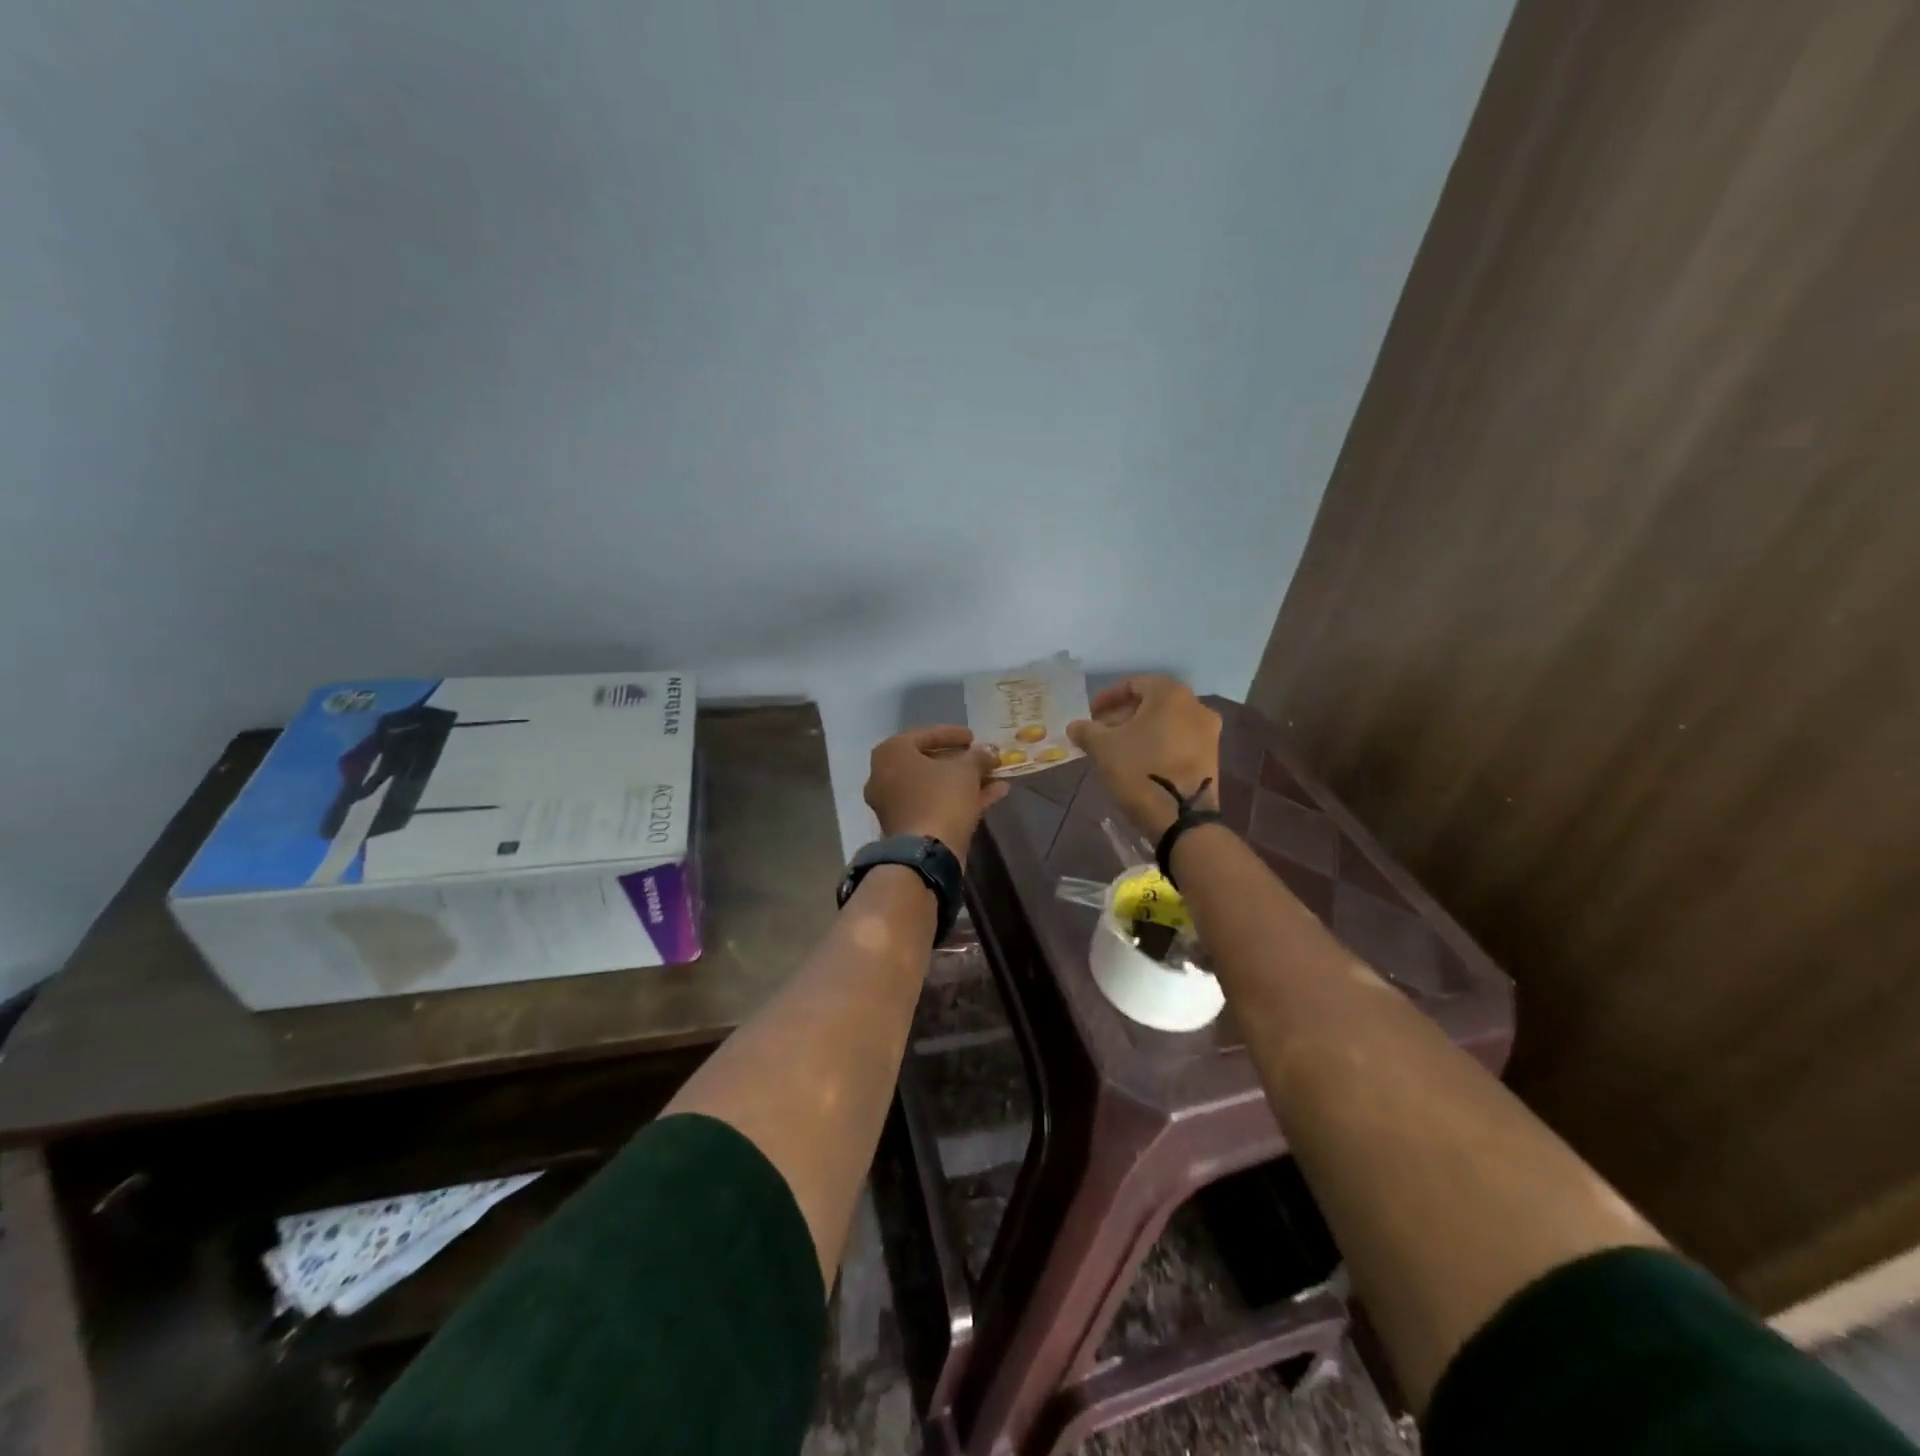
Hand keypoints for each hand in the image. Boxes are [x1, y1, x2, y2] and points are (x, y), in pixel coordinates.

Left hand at [864, 726, 1008, 857]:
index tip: (974, 737)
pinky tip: (994, 794)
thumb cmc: (941, 798)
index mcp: (891, 752)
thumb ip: (978, 755)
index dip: (953, 734)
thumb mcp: (966, 770)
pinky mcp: (906, 826)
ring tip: (994, 776)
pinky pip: (935, 804)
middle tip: (981, 758)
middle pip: (928, 762)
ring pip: (933, 786)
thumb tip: (989, 750)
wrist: (926, 854)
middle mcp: (885, 775)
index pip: (925, 735)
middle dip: (959, 761)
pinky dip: (960, 799)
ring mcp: (893, 803)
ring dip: (964, 781)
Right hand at [1067, 676, 1221, 839]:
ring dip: (1140, 731)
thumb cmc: (1139, 771)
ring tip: (1116, 750)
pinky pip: (1179, 740)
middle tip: (1100, 733)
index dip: (1107, 698)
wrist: (1181, 818)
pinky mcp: (1212, 757)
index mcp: (1170, 694)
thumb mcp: (1102, 748)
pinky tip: (1139, 762)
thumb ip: (1086, 730)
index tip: (1090, 714)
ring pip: (1166, 722)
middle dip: (1123, 715)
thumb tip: (1076, 725)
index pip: (1134, 684)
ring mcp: (1208, 732)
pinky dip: (1158, 744)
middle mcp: (1195, 706)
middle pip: (1152, 702)